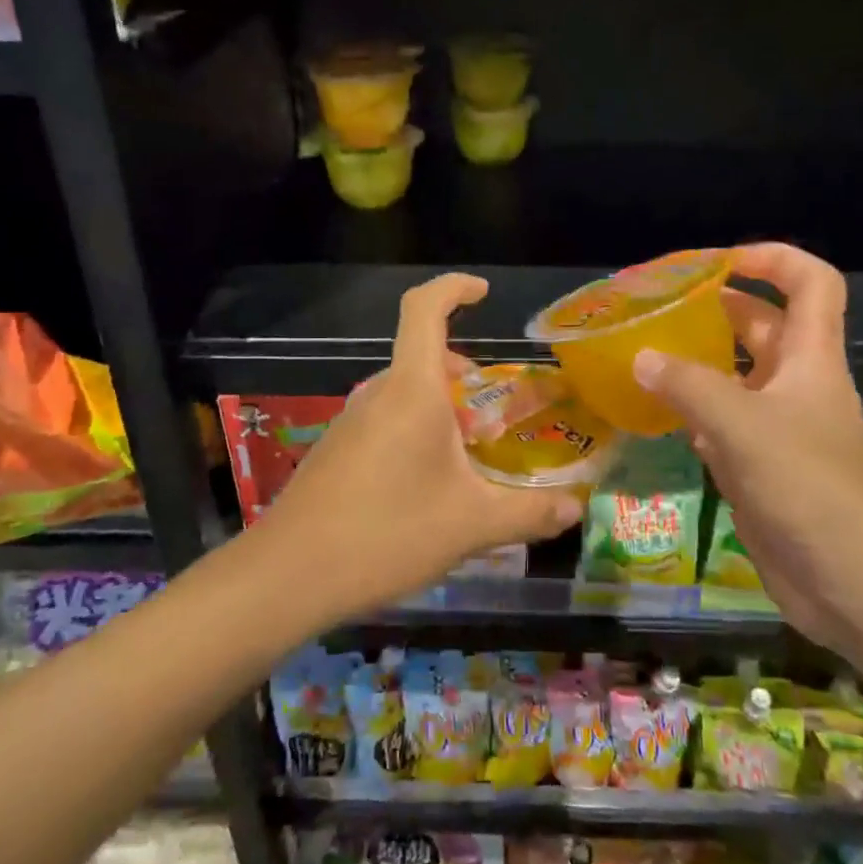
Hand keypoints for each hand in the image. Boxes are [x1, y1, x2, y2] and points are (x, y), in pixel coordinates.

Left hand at [262, 273, 583, 617]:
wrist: (287, 575)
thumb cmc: (387, 533)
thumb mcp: (472, 525)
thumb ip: (530, 513)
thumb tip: (575, 508)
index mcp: (411, 390)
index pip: (424, 308)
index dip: (453, 288)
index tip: (483, 293)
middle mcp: (377, 394)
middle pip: (422, 357)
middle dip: (462, 372)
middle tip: (495, 411)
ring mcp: (349, 422)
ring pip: (404, 394)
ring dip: (440, 407)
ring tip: (470, 455)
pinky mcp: (335, 451)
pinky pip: (384, 421)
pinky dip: (415, 431)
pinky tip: (427, 486)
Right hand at [632, 244, 862, 649]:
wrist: (853, 582)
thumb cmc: (808, 488)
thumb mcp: (743, 427)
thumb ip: (689, 386)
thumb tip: (641, 357)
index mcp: (811, 359)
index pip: (812, 284)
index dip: (774, 259)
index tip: (721, 260)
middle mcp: (797, 384)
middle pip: (762, 327)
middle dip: (717, 308)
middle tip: (660, 307)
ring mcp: (779, 427)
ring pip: (736, 377)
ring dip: (698, 362)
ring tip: (644, 353)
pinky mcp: (762, 466)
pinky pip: (722, 423)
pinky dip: (692, 411)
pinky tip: (656, 413)